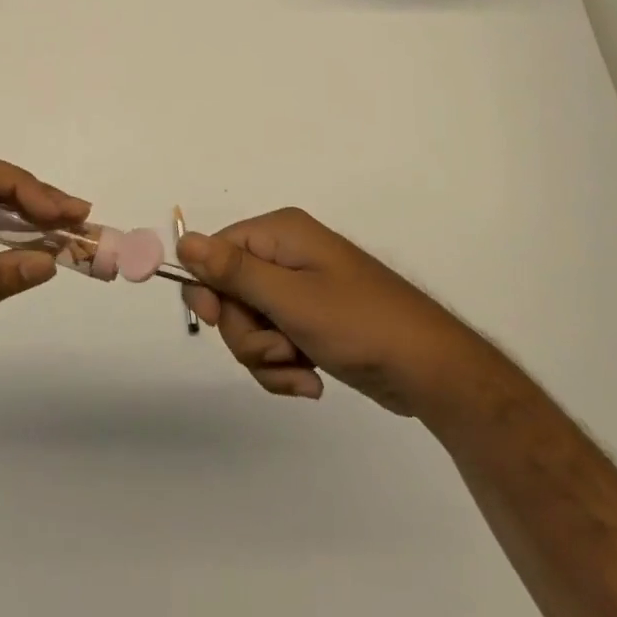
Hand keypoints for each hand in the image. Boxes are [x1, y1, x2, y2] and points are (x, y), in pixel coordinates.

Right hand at [177, 208, 464, 415]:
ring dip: (268, 357)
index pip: (216, 251)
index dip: (210, 289)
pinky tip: (311, 381)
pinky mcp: (311, 321)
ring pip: (249, 324)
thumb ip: (234, 271)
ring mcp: (300, 289)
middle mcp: (286, 254)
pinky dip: (284, 367)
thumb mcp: (291, 300)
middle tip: (280, 349)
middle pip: (230, 293)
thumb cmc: (360, 325)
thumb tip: (184, 240)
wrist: (432, 371)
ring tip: (303, 371)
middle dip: (248, 333)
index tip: (216, 320)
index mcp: (281, 234)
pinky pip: (274, 342)